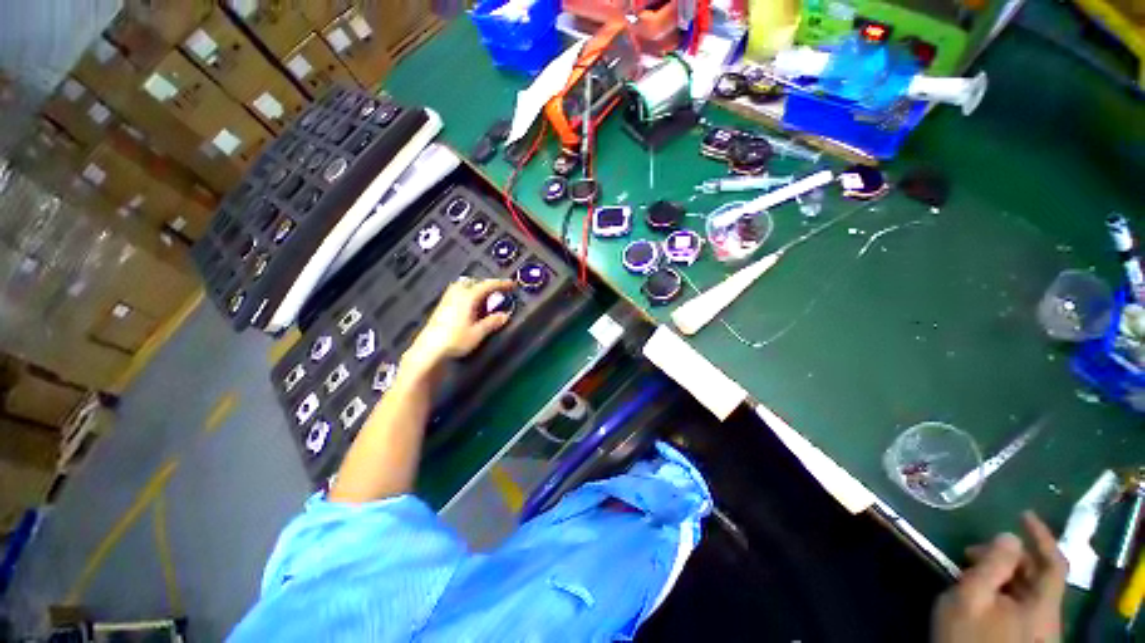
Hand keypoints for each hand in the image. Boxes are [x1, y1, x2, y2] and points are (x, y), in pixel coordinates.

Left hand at [401, 277, 513, 380]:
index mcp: (468, 297)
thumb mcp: (478, 332)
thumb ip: (492, 322)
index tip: (512, 284)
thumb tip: (505, 315)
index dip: (501, 284)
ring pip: (463, 287)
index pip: (487, 285)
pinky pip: (457, 294)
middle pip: (473, 282)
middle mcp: (456, 294)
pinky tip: (470, 307)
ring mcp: (447, 300)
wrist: (429, 350)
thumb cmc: (455, 340)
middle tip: (497, 292)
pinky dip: (467, 295)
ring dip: (475, 289)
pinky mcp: (441, 308)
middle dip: (486, 285)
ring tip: (484, 299)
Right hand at [932, 512, 1067, 642]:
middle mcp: (1047, 616)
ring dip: (1002, 574)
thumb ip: (991, 565)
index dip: (1042, 536)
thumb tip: (1009, 535)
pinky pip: (1018, 604)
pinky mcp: (1024, 637)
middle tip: (972, 550)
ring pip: (1026, 591)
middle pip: (1037, 577)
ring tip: (970, 570)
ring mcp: (1036, 629)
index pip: (1054, 564)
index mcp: (1042, 607)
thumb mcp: (970, 598)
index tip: (1023, 514)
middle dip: (1008, 557)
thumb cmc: (969, 637)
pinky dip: (1001, 590)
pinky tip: (979, 592)